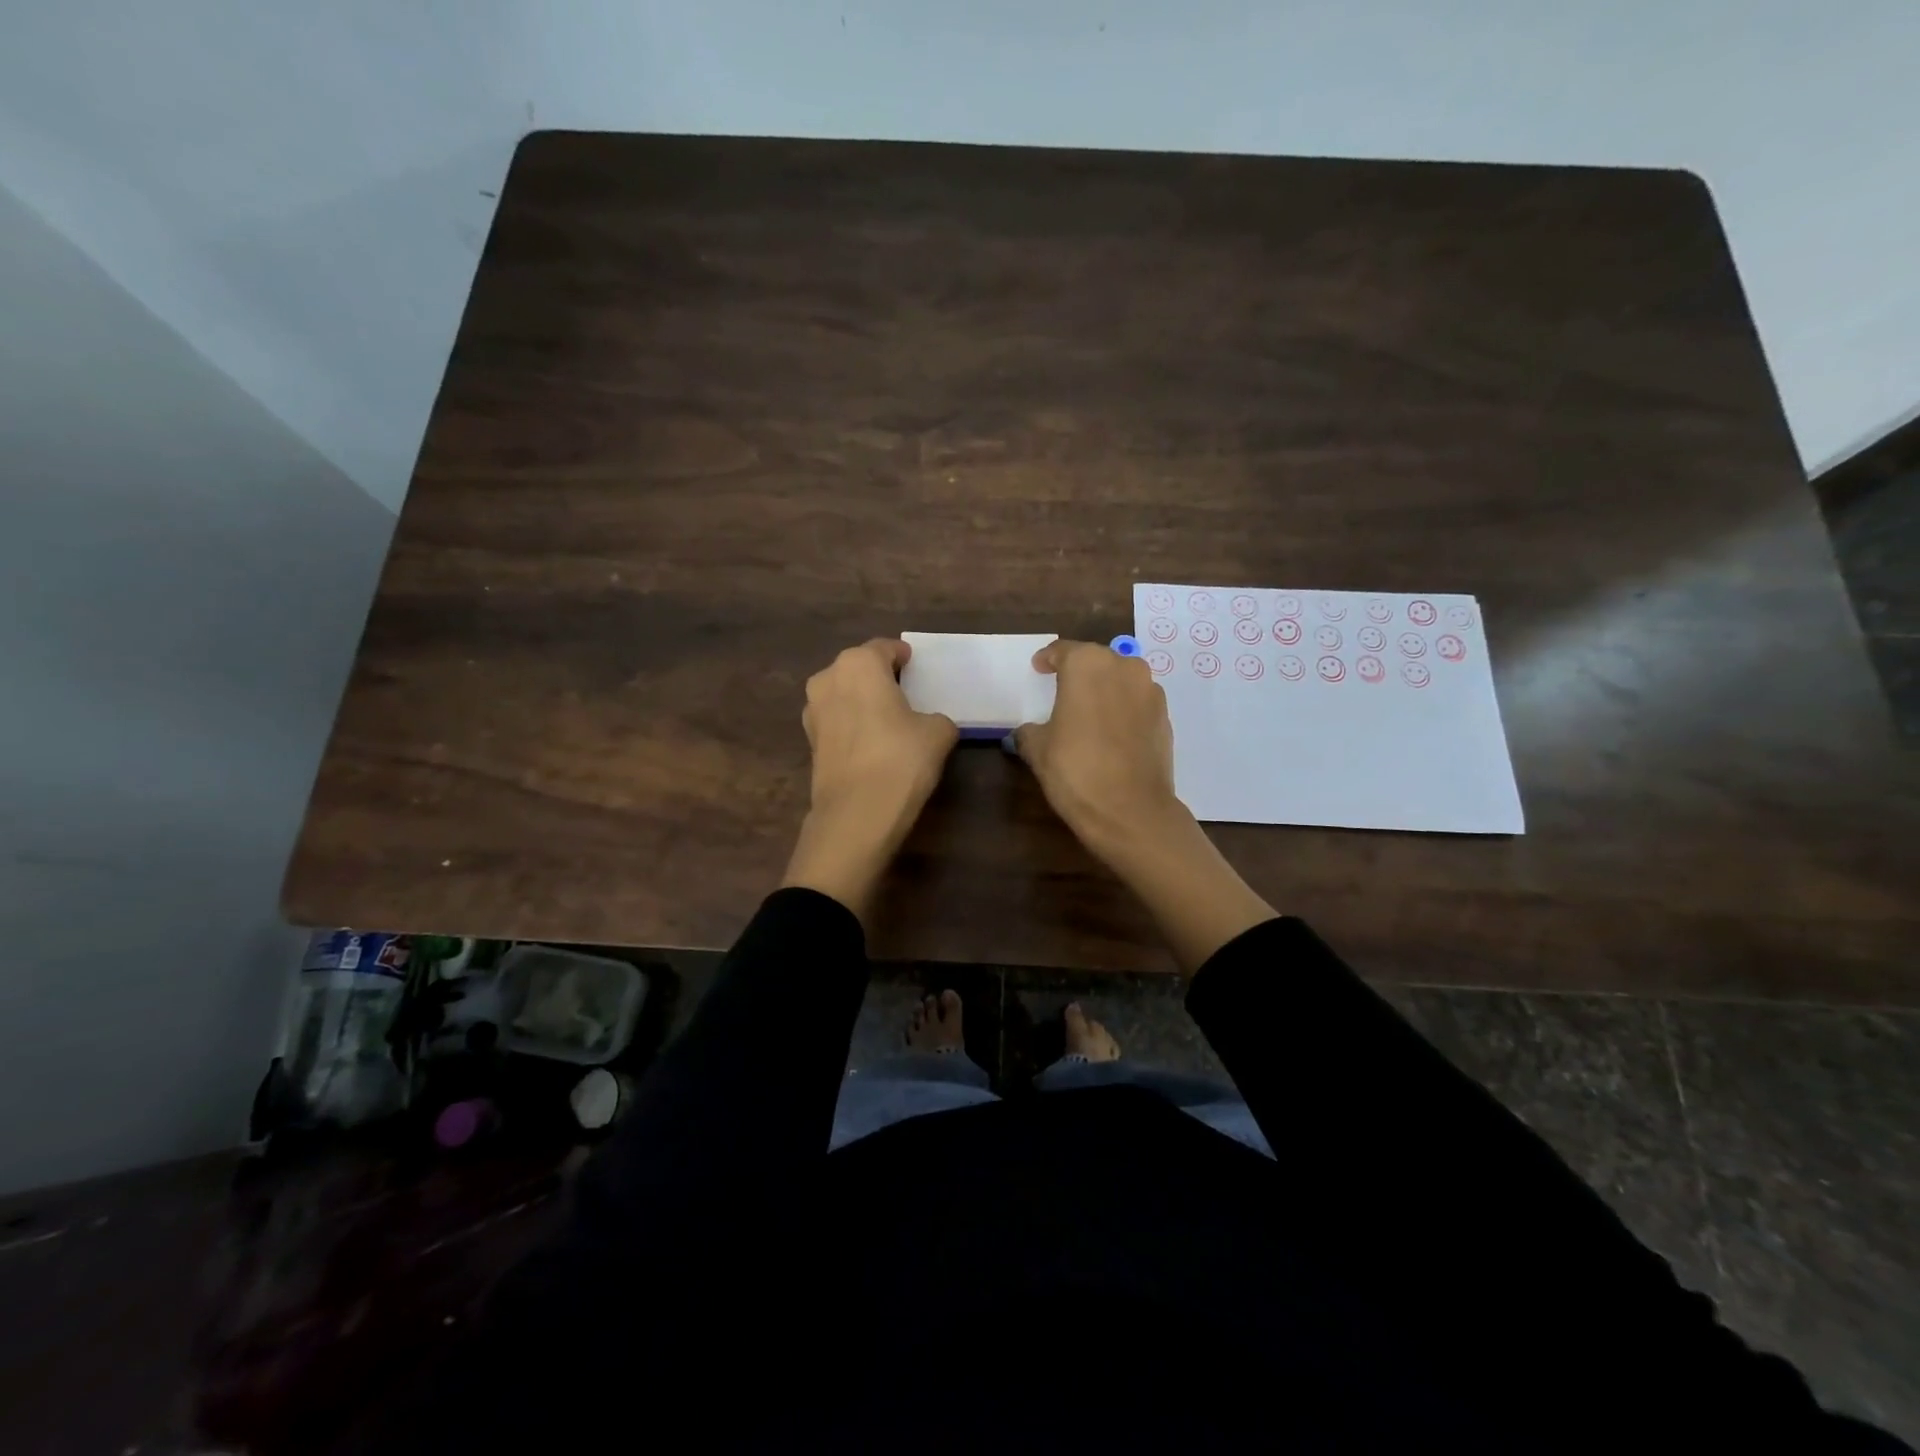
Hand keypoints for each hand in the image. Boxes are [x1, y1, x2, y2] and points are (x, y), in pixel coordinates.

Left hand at [781, 638, 958, 922]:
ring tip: (888, 720)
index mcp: (859, 663)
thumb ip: (936, 718)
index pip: (885, 648)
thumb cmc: (901, 759)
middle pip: (859, 668)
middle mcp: (828, 678)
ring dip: (862, 700)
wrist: (857, 813)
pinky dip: (852, 725)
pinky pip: (837, 721)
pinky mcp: (809, 741)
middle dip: (879, 677)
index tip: (916, 668)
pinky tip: (872, 743)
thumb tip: (929, 724)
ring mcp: (812, 710)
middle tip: (905, 693)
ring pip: (844, 694)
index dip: (903, 657)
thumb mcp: (938, 732)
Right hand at [1013, 640, 1182, 862]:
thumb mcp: (1037, 749)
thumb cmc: (1076, 770)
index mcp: (1087, 664)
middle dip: (1078, 672)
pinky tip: (1111, 733)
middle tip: (1062, 690)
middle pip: (1095, 660)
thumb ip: (1029, 731)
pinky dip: (1123, 710)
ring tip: (1089, 712)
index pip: (1062, 651)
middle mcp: (1123, 667)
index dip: (1047, 659)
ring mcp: (1150, 691)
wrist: (1131, 810)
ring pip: (1121, 680)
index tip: (1038, 668)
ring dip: (1105, 689)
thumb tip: (1028, 731)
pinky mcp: (1166, 717)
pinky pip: (1137, 703)